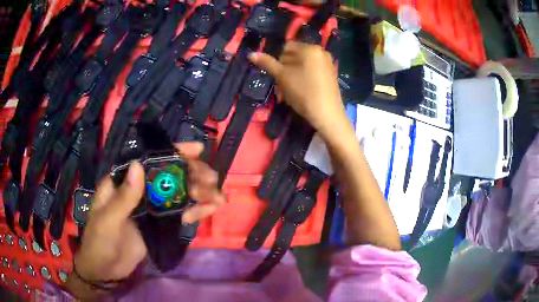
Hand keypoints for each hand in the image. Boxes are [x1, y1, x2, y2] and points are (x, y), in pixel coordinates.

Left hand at [72, 142, 225, 283]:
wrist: (105, 269)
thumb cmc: (100, 241)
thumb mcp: (108, 220)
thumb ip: (124, 197)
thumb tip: (138, 165)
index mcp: (123, 182)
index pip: (150, 160)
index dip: (173, 152)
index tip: (197, 150)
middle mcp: (140, 190)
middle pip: (169, 175)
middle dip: (192, 174)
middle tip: (212, 180)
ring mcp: (151, 207)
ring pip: (178, 194)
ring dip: (199, 193)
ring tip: (219, 196)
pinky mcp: (160, 224)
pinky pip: (180, 214)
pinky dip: (196, 210)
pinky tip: (212, 208)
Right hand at [248, 41, 346, 137]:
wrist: (327, 114)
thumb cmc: (303, 92)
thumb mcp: (282, 77)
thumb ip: (267, 63)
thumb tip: (251, 54)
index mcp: (310, 48)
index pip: (286, 47)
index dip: (278, 60)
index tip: (277, 75)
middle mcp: (321, 52)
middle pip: (295, 55)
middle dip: (286, 69)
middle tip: (283, 85)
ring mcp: (328, 63)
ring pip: (303, 65)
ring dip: (293, 75)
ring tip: (291, 91)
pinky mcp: (331, 75)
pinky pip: (312, 71)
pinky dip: (304, 79)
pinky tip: (303, 92)